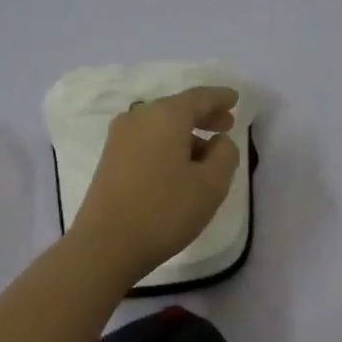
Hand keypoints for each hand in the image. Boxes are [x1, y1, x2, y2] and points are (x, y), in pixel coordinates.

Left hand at [69, 86, 241, 281]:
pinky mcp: (109, 158)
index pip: (199, 97)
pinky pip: (146, 140)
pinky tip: (178, 165)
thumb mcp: (211, 185)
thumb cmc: (165, 211)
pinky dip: (167, 144)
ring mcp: (119, 137)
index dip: (220, 98)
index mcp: (166, 115)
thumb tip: (219, 140)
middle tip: (226, 125)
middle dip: (203, 115)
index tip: (235, 99)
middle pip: (177, 108)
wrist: (105, 244)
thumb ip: (225, 154)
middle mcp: (139, 117)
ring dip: (185, 134)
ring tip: (206, 152)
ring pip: (160, 125)